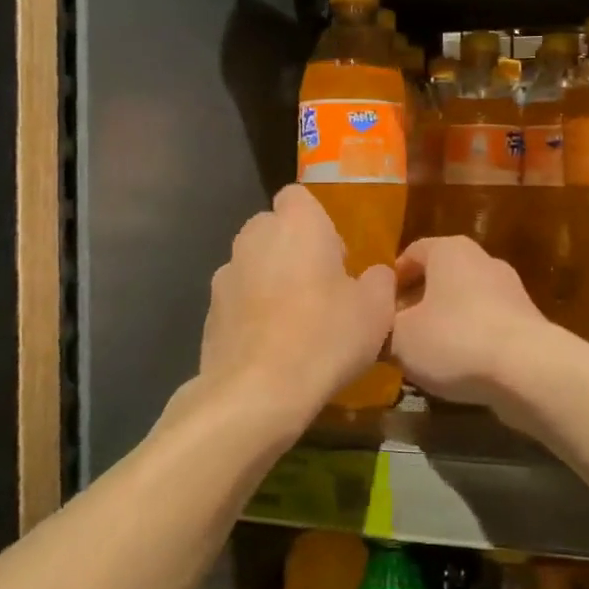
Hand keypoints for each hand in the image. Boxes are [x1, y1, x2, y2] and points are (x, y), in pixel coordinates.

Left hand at [190, 185, 395, 435]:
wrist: (257, 392)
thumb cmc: (325, 336)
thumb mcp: (376, 310)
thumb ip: (379, 280)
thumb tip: (375, 275)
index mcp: (297, 224)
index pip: (298, 196)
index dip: (316, 219)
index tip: (335, 252)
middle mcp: (254, 238)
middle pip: (273, 229)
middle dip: (293, 249)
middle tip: (321, 286)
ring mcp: (225, 275)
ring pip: (253, 265)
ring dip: (270, 281)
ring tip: (296, 322)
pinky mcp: (209, 313)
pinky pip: (238, 301)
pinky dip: (252, 314)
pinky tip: (272, 348)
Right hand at [391, 236, 547, 419]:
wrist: (527, 370)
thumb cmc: (455, 339)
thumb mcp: (399, 338)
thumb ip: (381, 329)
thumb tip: (374, 330)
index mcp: (450, 250)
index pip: (412, 252)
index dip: (391, 279)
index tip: (377, 307)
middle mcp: (482, 260)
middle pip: (440, 276)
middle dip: (417, 302)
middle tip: (397, 331)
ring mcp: (510, 290)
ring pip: (464, 301)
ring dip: (444, 322)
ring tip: (424, 355)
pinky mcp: (527, 321)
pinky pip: (487, 324)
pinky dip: (470, 340)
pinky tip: (458, 368)